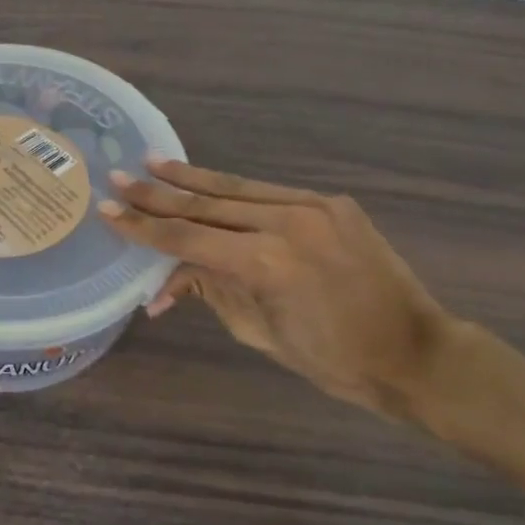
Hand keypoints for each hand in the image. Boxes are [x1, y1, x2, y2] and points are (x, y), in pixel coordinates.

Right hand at [100, 159, 456, 420]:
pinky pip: (270, 193)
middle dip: (158, 194)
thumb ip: (210, 291)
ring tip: (154, 163)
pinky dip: (234, 190)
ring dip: (192, 178)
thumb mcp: (259, 333)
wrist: (416, 353)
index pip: (187, 239)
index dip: (143, 227)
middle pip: (206, 205)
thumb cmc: (334, 361)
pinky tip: (209, 183)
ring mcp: (313, 206)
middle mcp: (286, 222)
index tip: (108, 212)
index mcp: (266, 263)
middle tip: (119, 178)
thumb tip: (163, 283)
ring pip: (237, 188)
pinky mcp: (331, 203)